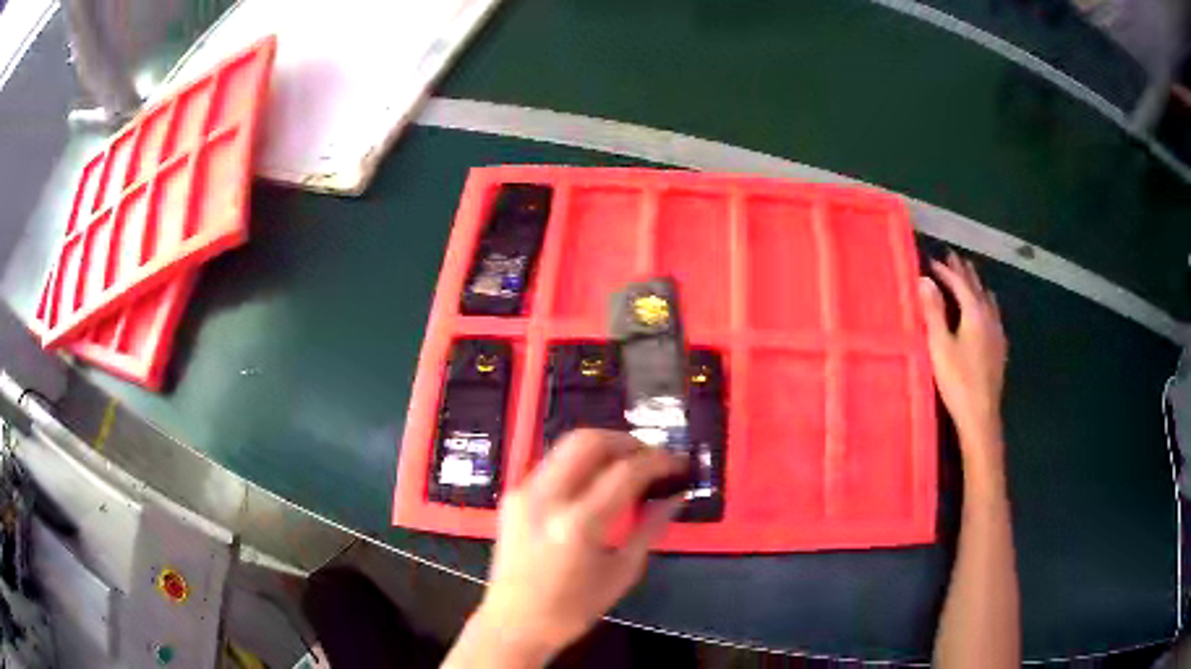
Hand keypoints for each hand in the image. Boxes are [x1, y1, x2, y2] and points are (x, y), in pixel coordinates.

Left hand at [466, 430, 684, 663]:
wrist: (513, 623)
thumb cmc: (572, 610)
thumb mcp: (621, 573)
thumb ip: (650, 528)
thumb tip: (676, 498)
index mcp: (577, 525)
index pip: (625, 472)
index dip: (658, 462)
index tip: (678, 464)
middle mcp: (545, 498)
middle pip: (589, 441)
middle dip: (628, 442)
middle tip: (653, 458)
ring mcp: (523, 493)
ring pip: (568, 445)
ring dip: (604, 448)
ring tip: (631, 466)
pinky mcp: (513, 496)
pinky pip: (553, 463)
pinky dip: (582, 462)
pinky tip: (599, 481)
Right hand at [919, 252, 1008, 470]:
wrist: (981, 414)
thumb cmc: (958, 380)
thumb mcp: (940, 345)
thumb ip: (933, 312)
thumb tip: (925, 280)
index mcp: (974, 313)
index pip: (959, 284)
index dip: (946, 271)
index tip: (932, 260)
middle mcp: (989, 317)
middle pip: (976, 287)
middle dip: (964, 271)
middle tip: (954, 256)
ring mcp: (997, 332)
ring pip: (988, 299)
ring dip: (977, 285)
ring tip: (971, 277)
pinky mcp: (999, 347)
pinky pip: (994, 313)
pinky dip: (987, 302)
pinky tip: (988, 310)